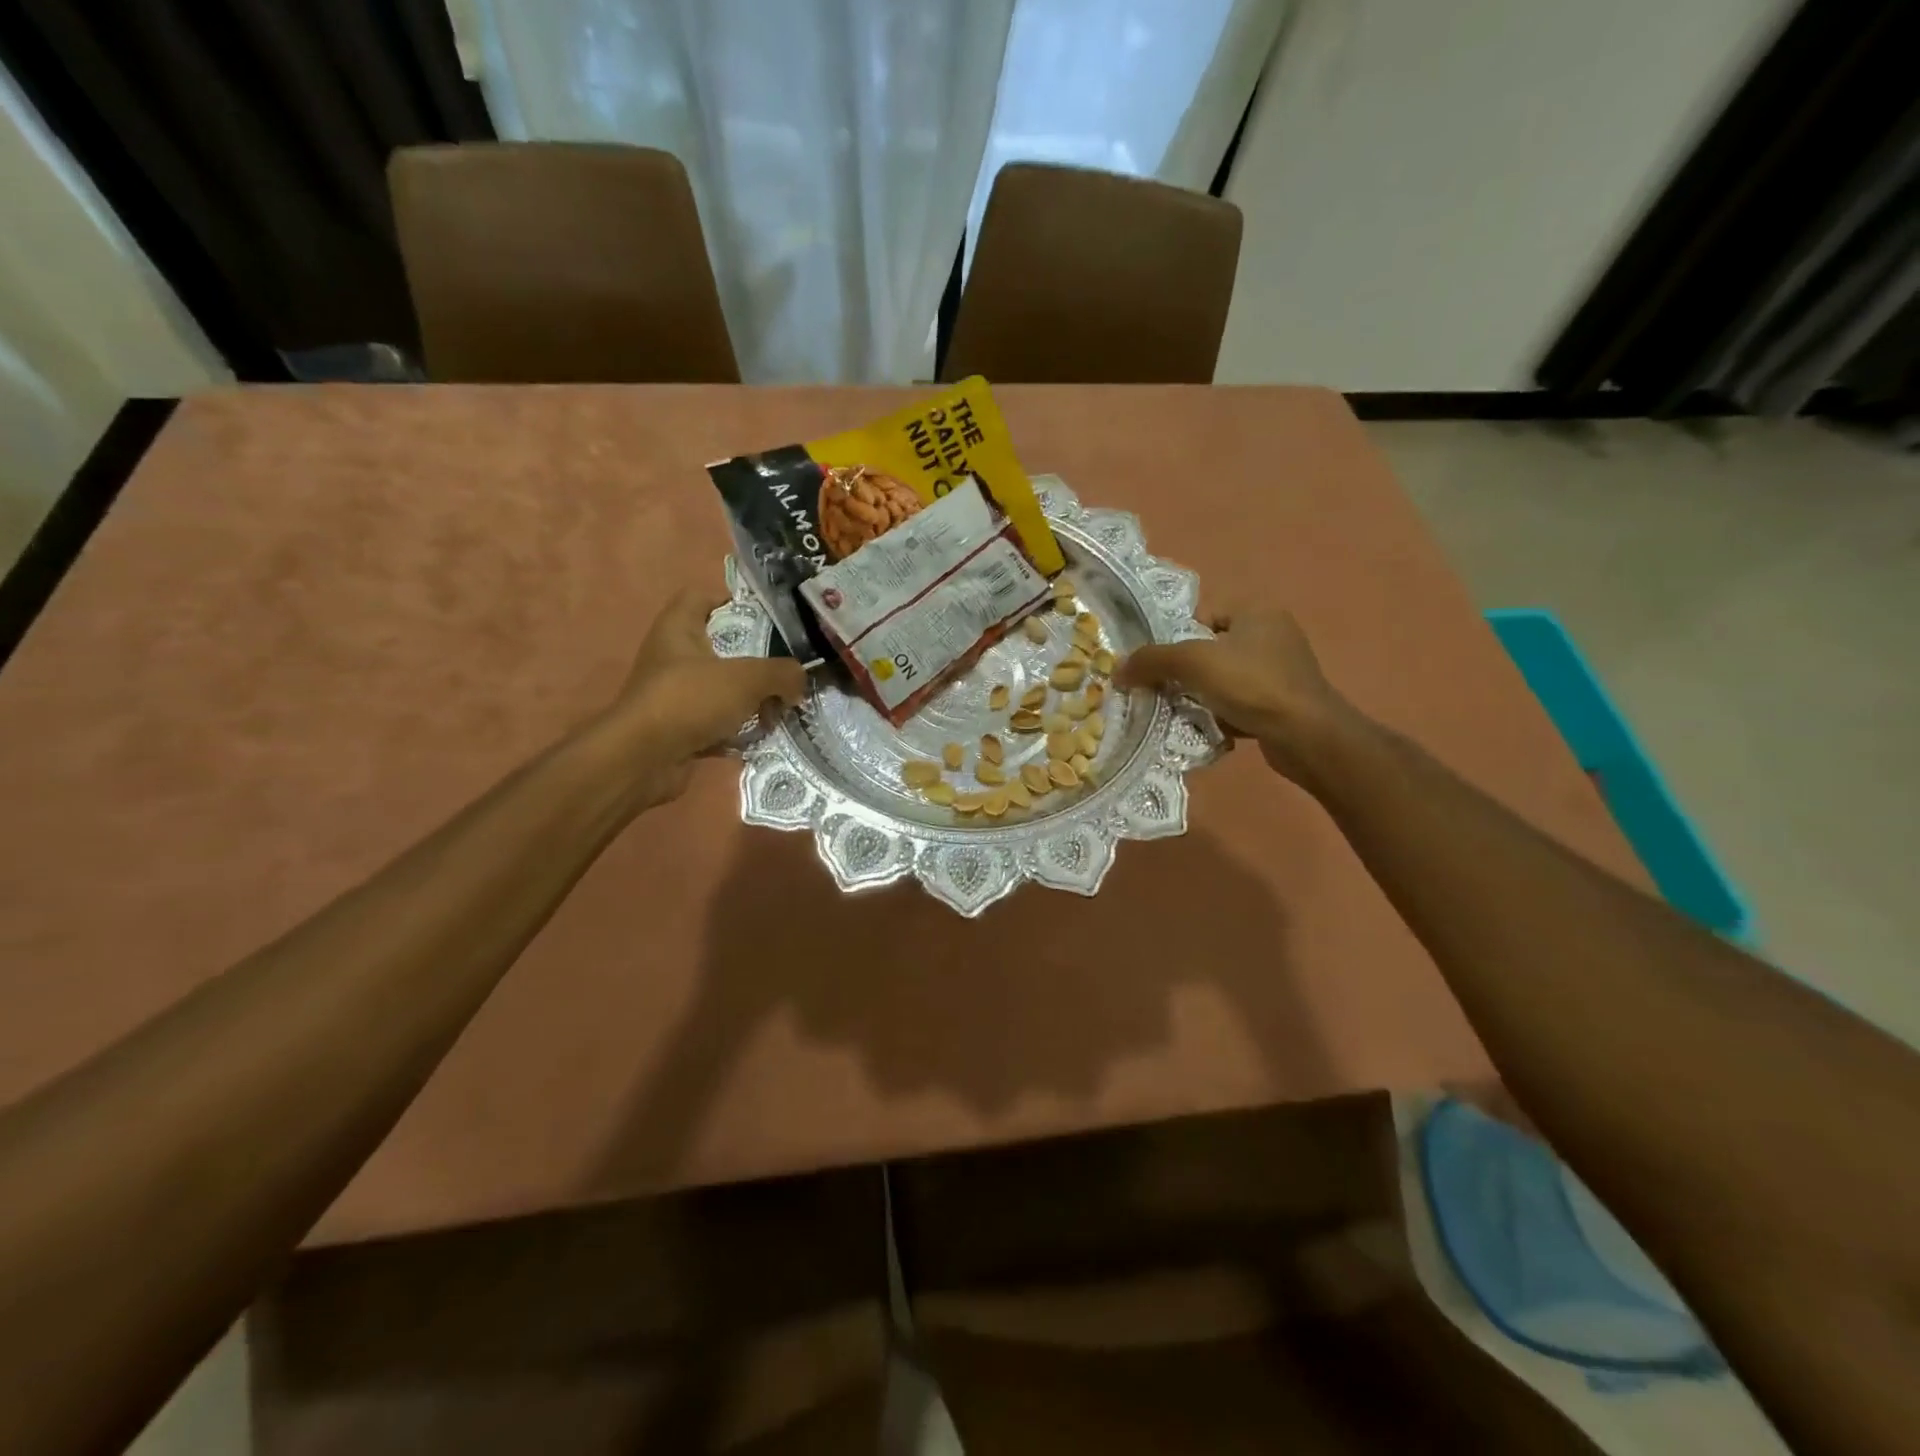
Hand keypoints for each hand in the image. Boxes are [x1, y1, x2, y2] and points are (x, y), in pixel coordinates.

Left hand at [604, 588, 806, 805]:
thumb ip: (782, 673)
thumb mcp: (747, 678)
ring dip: (753, 699)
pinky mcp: (681, 728)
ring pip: (724, 688)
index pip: (702, 596)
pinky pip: (719, 722)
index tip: (769, 617)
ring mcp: (676, 694)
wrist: (643, 760)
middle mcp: (673, 657)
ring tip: (783, 708)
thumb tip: (799, 681)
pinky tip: (764, 736)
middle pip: (722, 647)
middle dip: (757, 659)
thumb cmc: (690, 700)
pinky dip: (740, 729)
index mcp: (679, 628)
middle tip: (788, 669)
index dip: (733, 600)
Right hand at [1117, 610, 1356, 785]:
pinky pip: (1240, 703)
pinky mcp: (1283, 703)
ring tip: (1182, 713)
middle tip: (1163, 692)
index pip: (1202, 617)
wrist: (1305, 735)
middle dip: (1185, 673)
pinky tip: (1210, 728)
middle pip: (1209, 650)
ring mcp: (1281, 671)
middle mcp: (1272, 635)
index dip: (1176, 640)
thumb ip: (1152, 661)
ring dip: (1201, 697)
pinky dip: (1222, 715)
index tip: (1160, 666)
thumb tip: (1116, 669)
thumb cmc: (1252, 685)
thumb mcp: (1193, 664)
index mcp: (1257, 612)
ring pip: (1223, 680)